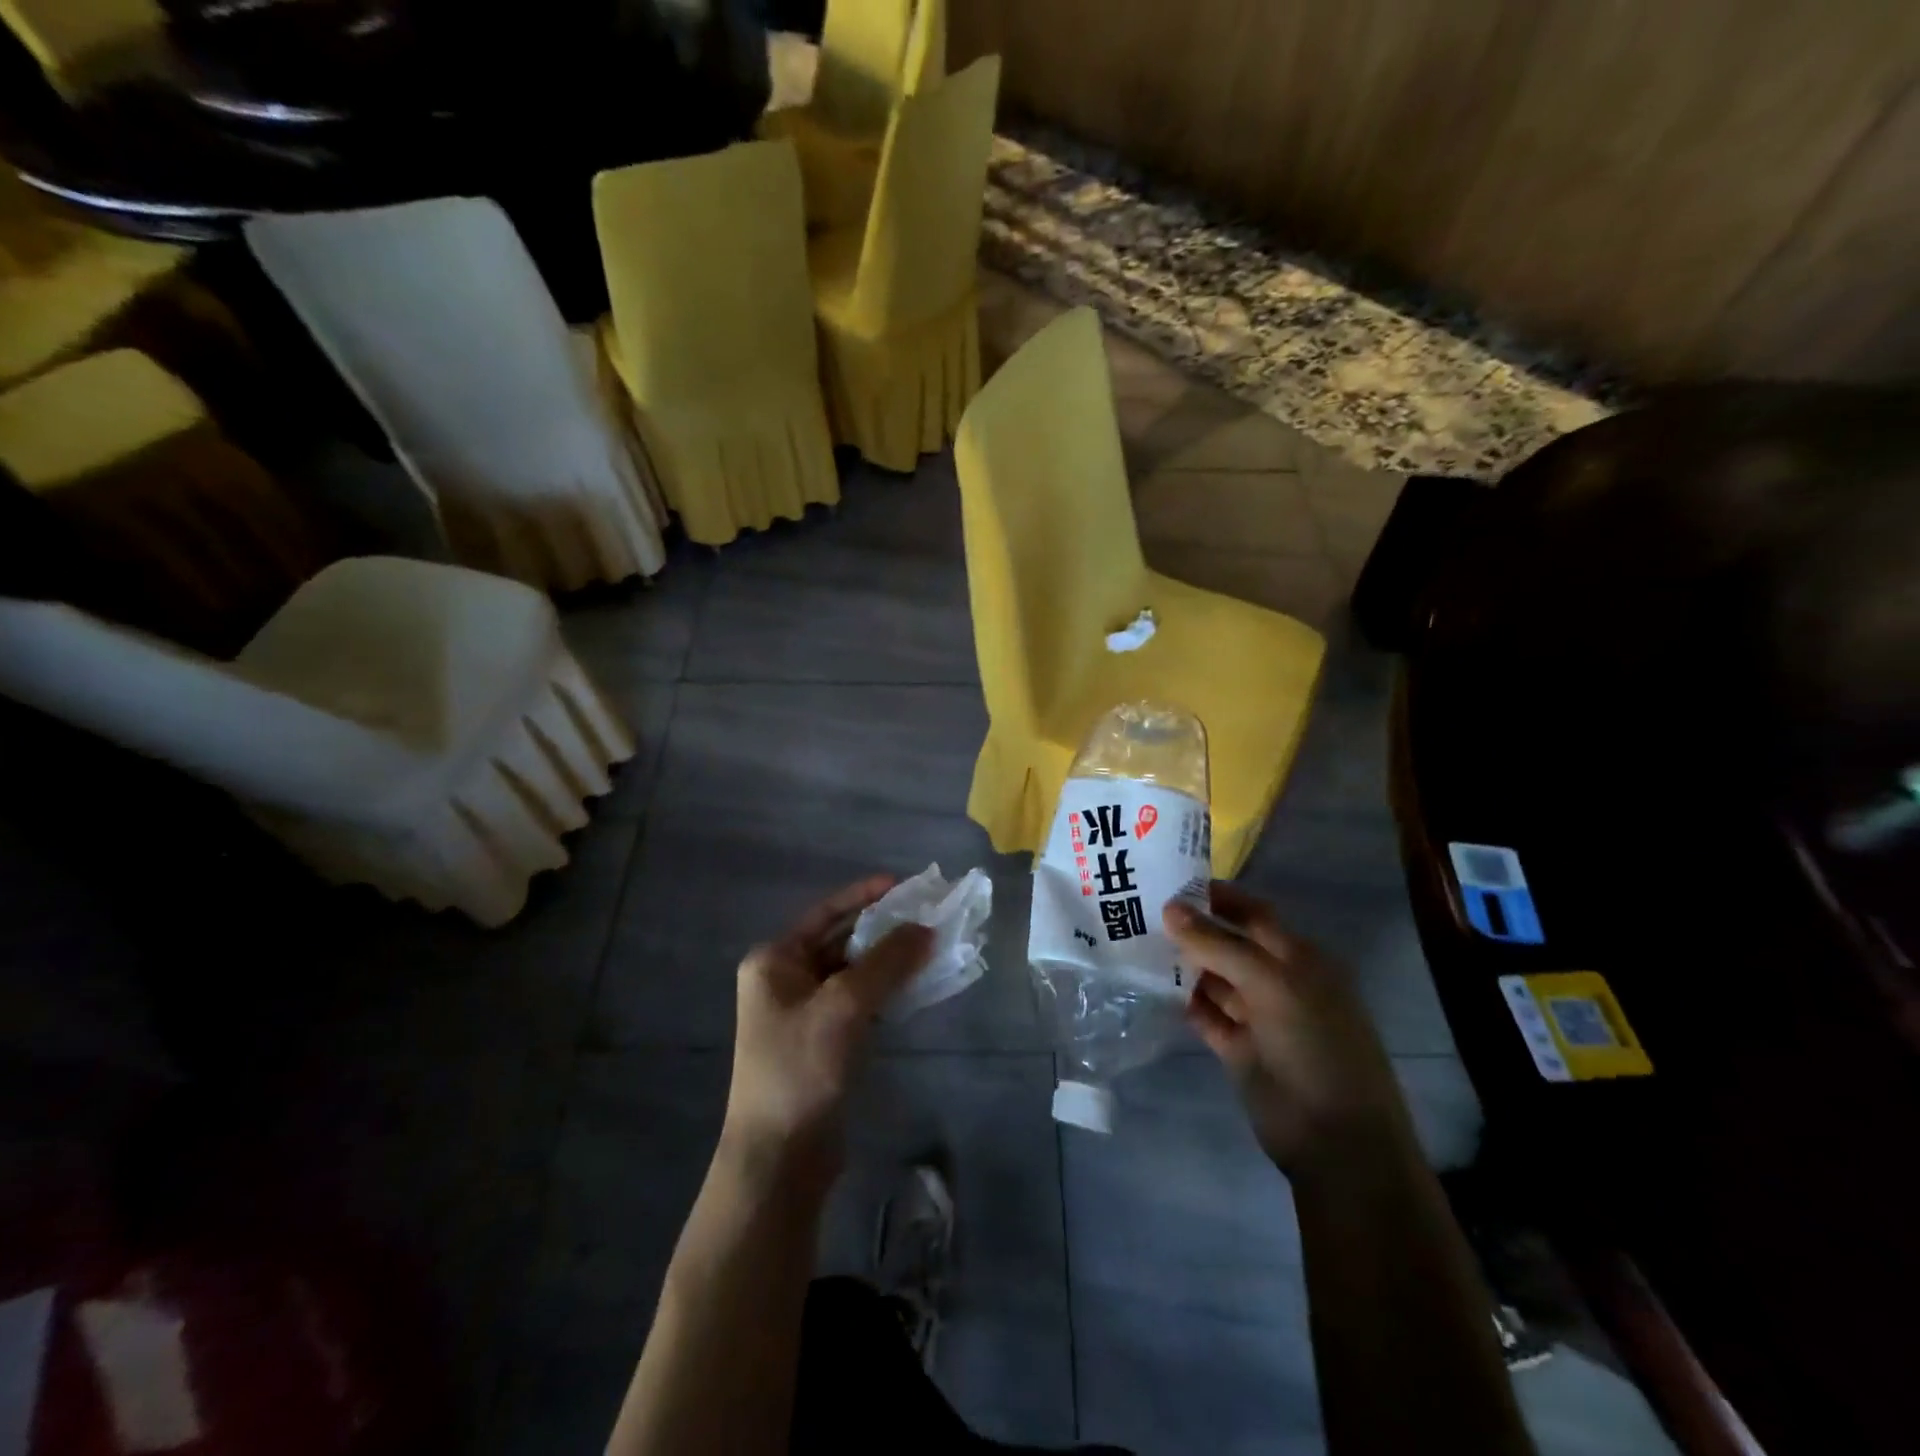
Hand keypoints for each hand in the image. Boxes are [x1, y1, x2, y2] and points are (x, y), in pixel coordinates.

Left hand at [721, 876, 932, 1193]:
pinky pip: (859, 1001)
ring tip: (932, 946)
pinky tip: (917, 985)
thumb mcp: (845, 1006)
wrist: (779, 1159)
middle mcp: (785, 979)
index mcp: (775, 961)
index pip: (826, 913)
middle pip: (842, 940)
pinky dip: (887, 990)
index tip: (906, 885)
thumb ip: (887, 962)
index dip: (865, 895)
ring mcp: (804, 1012)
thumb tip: (925, 928)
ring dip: (890, 960)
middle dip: (884, 929)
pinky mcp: (823, 1041)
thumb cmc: (801, 1069)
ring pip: (854, 972)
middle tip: (929, 916)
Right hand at [1165, 884, 1408, 1174]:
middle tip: (1139, 909)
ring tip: (1134, 942)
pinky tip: (1149, 985)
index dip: (1217, 896)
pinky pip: (1205, 1013)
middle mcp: (1278, 981)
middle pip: (1229, 943)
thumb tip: (1170, 907)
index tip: (1170, 881)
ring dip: (1182, 963)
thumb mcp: (1271, 984)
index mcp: (1299, 958)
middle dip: (1192, 928)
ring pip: (1214, 978)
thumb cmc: (1314, 1046)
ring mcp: (1257, 1016)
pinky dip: (1182, 1000)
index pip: (1253, 913)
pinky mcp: (1238, 1048)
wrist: (1336, 1140)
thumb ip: (1219, 944)